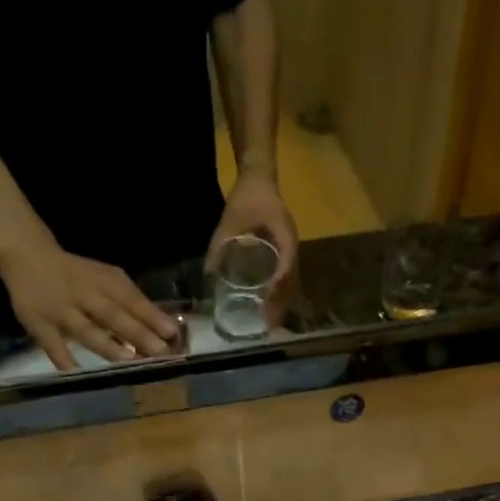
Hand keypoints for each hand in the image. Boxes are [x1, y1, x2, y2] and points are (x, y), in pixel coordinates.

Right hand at [0, 240, 181, 372]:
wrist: (26, 255)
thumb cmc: (78, 274)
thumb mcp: (106, 278)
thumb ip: (131, 302)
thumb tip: (164, 329)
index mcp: (102, 282)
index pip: (130, 299)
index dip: (151, 316)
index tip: (172, 333)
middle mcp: (83, 295)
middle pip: (112, 315)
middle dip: (137, 333)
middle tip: (160, 351)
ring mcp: (60, 311)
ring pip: (86, 330)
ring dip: (107, 346)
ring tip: (128, 360)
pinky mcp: (38, 325)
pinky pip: (53, 345)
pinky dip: (64, 360)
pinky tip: (79, 375)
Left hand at [207, 168, 298, 321]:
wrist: (259, 176)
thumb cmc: (247, 196)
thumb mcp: (230, 219)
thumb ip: (219, 244)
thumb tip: (208, 273)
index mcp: (284, 235)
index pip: (286, 265)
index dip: (279, 285)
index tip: (268, 302)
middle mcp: (291, 245)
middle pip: (291, 280)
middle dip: (281, 303)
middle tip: (269, 324)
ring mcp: (290, 249)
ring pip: (290, 282)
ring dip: (282, 302)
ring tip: (270, 321)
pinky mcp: (285, 252)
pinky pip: (285, 277)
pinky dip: (279, 293)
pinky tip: (268, 305)